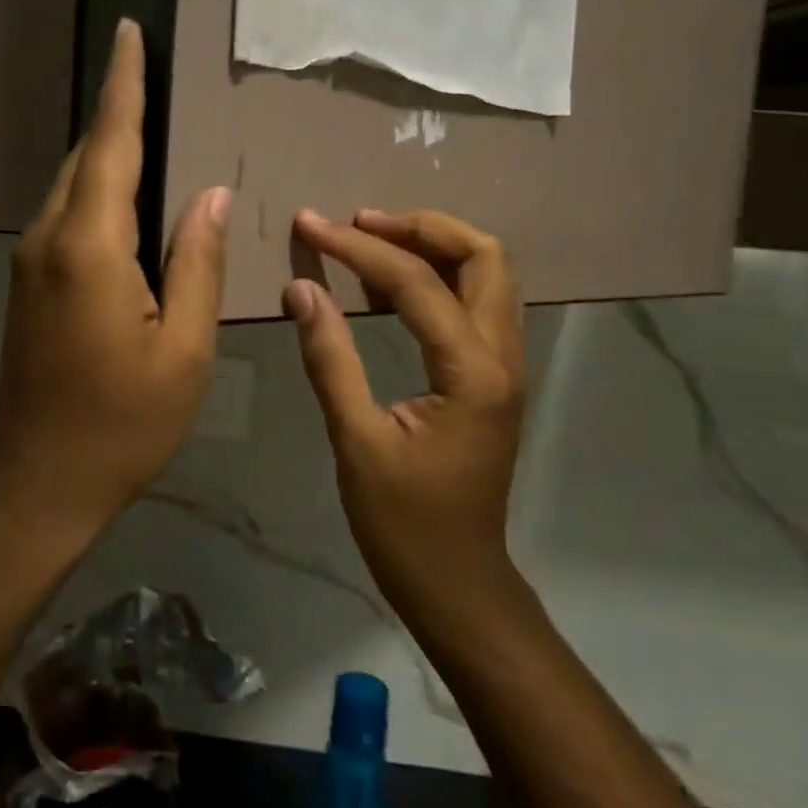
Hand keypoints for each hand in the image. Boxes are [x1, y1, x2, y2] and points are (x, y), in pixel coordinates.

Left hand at [0, 19, 230, 535]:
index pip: (111, 146)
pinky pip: (68, 217)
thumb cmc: (123, 423)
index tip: (129, 33)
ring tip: (148, 123)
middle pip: (87, 158)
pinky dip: (98, 190)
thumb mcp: (185, 350)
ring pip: (73, 186)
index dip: (124, 87)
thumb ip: (199, 264)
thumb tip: (214, 196)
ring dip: (108, 151)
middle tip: (152, 72)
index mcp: (91, 249)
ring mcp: (31, 262)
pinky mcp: (29, 285)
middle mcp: (50, 240)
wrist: (39, 481)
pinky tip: (128, 196)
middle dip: (118, 111)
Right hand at [284, 209, 526, 600]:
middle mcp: (504, 357)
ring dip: (434, 247)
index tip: (310, 224)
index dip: (358, 247)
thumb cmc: (404, 524)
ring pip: (488, 275)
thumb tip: (302, 288)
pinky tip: (388, 290)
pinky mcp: (493, 379)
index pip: (416, 283)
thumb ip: (330, 359)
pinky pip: (476, 305)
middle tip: (359, 224)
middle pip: (484, 255)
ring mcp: (506, 367)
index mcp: (473, 372)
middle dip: (420, 227)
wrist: (458, 583)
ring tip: (370, 241)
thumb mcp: (357, 442)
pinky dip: (438, 279)